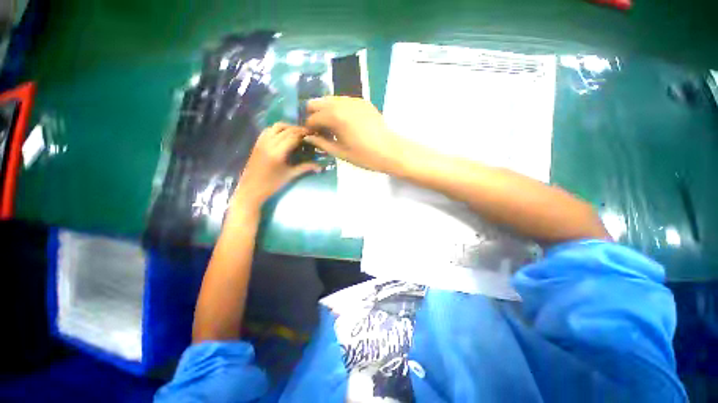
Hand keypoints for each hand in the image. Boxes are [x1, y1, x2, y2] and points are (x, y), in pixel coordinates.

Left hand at [231, 123, 318, 211]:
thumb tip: (320, 166)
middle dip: (298, 129)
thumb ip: (305, 167)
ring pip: (276, 126)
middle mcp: (269, 143)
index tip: (313, 134)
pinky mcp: (257, 142)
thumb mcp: (291, 175)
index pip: (293, 136)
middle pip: (286, 130)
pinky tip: (283, 134)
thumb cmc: (273, 183)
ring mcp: (262, 141)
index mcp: (278, 152)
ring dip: (288, 127)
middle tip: (308, 133)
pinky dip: (278, 129)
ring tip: (296, 132)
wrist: (252, 188)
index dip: (304, 134)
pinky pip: (268, 130)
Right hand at [303, 96, 408, 173]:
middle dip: (314, 115)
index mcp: (334, 116)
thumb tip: (309, 137)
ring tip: (332, 127)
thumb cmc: (365, 156)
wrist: (390, 151)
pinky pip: (344, 101)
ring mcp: (354, 100)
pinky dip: (339, 109)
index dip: (309, 128)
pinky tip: (345, 123)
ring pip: (331, 99)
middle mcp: (342, 103)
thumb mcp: (340, 152)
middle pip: (318, 102)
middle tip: (320, 130)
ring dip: (326, 111)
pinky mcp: (363, 102)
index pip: (312, 118)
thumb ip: (322, 143)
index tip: (311, 136)